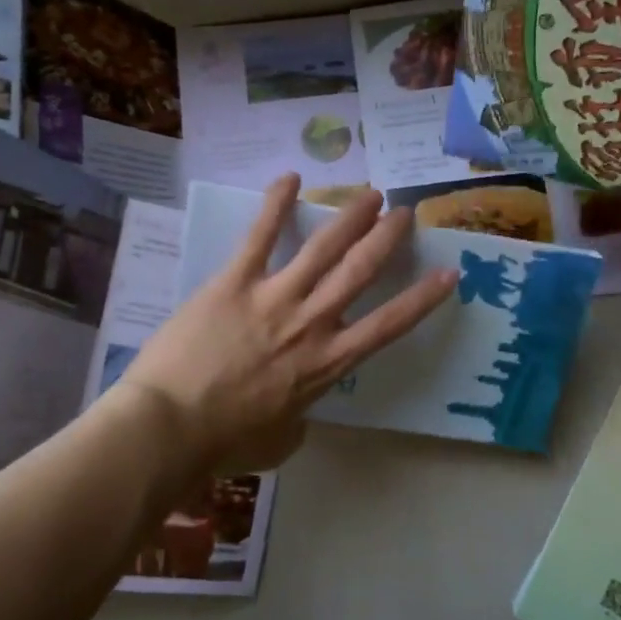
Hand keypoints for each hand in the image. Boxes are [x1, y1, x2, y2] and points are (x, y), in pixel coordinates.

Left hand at [120, 176, 457, 474]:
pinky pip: (260, 235)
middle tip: (404, 212)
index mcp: (327, 364)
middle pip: (360, 271)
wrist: (171, 427)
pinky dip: (276, 203)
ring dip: (350, 216)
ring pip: (323, 247)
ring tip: (369, 192)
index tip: (449, 273)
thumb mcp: (281, 440)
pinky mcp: (235, 281)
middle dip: (386, 238)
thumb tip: (297, 407)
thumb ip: (299, 417)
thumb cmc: (227, 442)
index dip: (423, 298)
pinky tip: (290, 177)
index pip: (388, 325)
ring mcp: (274, 297)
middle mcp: (311, 323)